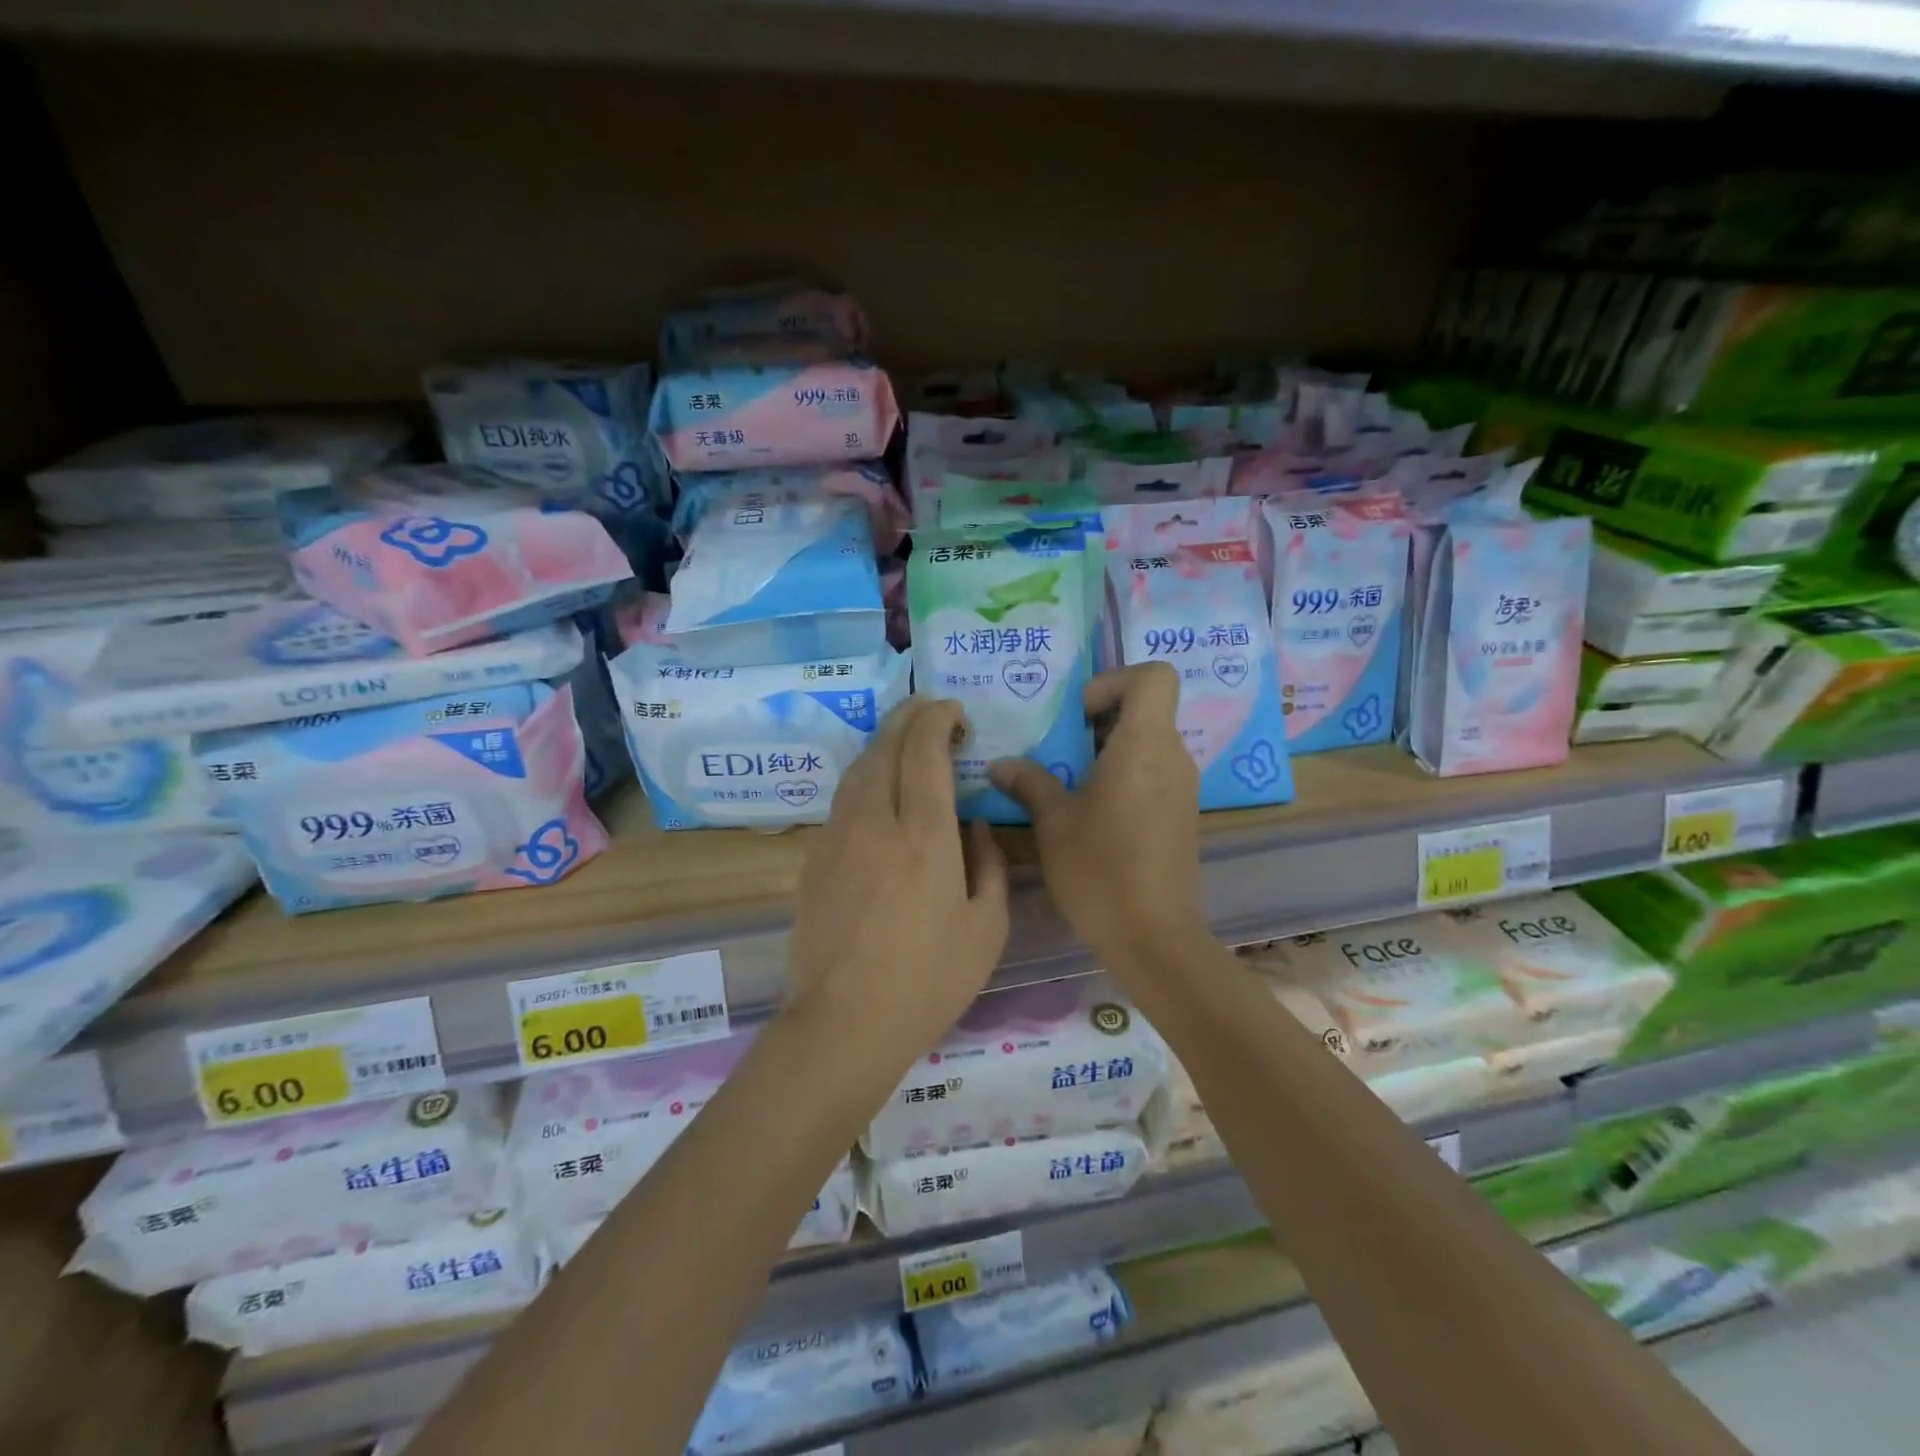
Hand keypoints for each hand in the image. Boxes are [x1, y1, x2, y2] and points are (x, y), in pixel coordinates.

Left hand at [785, 698, 1010, 1066]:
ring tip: (906, 746)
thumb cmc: (928, 981)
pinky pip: (843, 800)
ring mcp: (837, 837)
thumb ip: (989, 865)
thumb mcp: (987, 928)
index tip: (955, 712)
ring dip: (884, 744)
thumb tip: (973, 826)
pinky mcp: (814, 858)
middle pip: (885, 745)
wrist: (844, 1024)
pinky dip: (865, 778)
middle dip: (909, 716)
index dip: (938, 718)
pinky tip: (879, 795)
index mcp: (923, 834)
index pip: (924, 749)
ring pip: (858, 767)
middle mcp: (875, 821)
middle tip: (932, 712)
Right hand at [989, 663, 1206, 964]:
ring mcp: (1183, 788)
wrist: (1153, 936)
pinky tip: (1092, 812)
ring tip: (1069, 782)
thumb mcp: (1053, 822)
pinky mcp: (1181, 815)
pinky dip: (1124, 776)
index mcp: (1145, 745)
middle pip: (1147, 708)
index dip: (1115, 681)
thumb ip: (1029, 782)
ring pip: (1149, 743)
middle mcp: (1173, 757)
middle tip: (1062, 749)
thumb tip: (1000, 764)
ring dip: (1109, 750)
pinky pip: (1153, 773)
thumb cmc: (1099, 869)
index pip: (1155, 676)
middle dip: (1101, 718)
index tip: (1080, 716)